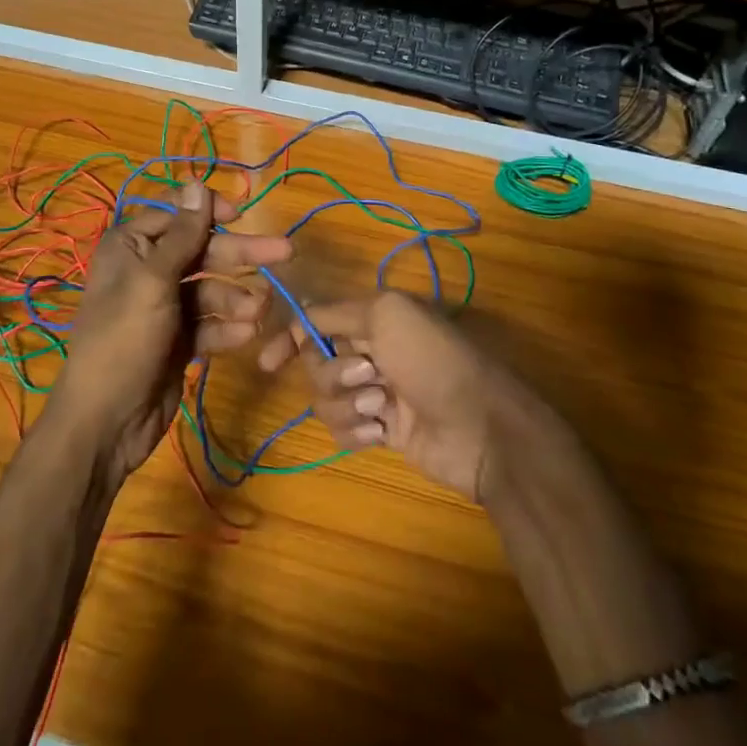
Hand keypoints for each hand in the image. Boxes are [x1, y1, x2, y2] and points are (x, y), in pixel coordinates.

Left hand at [51, 181, 292, 479]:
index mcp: (131, 246)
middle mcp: (147, 270)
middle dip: (240, 255)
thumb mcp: (154, 281)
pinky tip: (246, 336)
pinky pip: (209, 323)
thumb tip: (197, 181)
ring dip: (237, 298)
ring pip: (211, 289)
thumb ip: (183, 234)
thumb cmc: (125, 339)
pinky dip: (227, 328)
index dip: (209, 212)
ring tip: (259, 311)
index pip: (176, 214)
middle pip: (202, 251)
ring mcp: (164, 307)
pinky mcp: (178, 340)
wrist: (106, 421)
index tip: (242, 216)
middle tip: (285, 252)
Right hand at [258, 291, 540, 502]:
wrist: (480, 427)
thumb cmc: (433, 360)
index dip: (289, 339)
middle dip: (333, 373)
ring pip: (325, 399)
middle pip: (316, 363)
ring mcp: (375, 392)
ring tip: (383, 408)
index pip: (316, 321)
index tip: (267, 363)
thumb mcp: (387, 314)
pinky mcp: (380, 430)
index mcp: (373, 317)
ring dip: (347, 404)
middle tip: (369, 375)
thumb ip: (336, 312)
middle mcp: (370, 350)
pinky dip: (357, 430)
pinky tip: (383, 433)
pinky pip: (343, 430)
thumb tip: (301, 318)